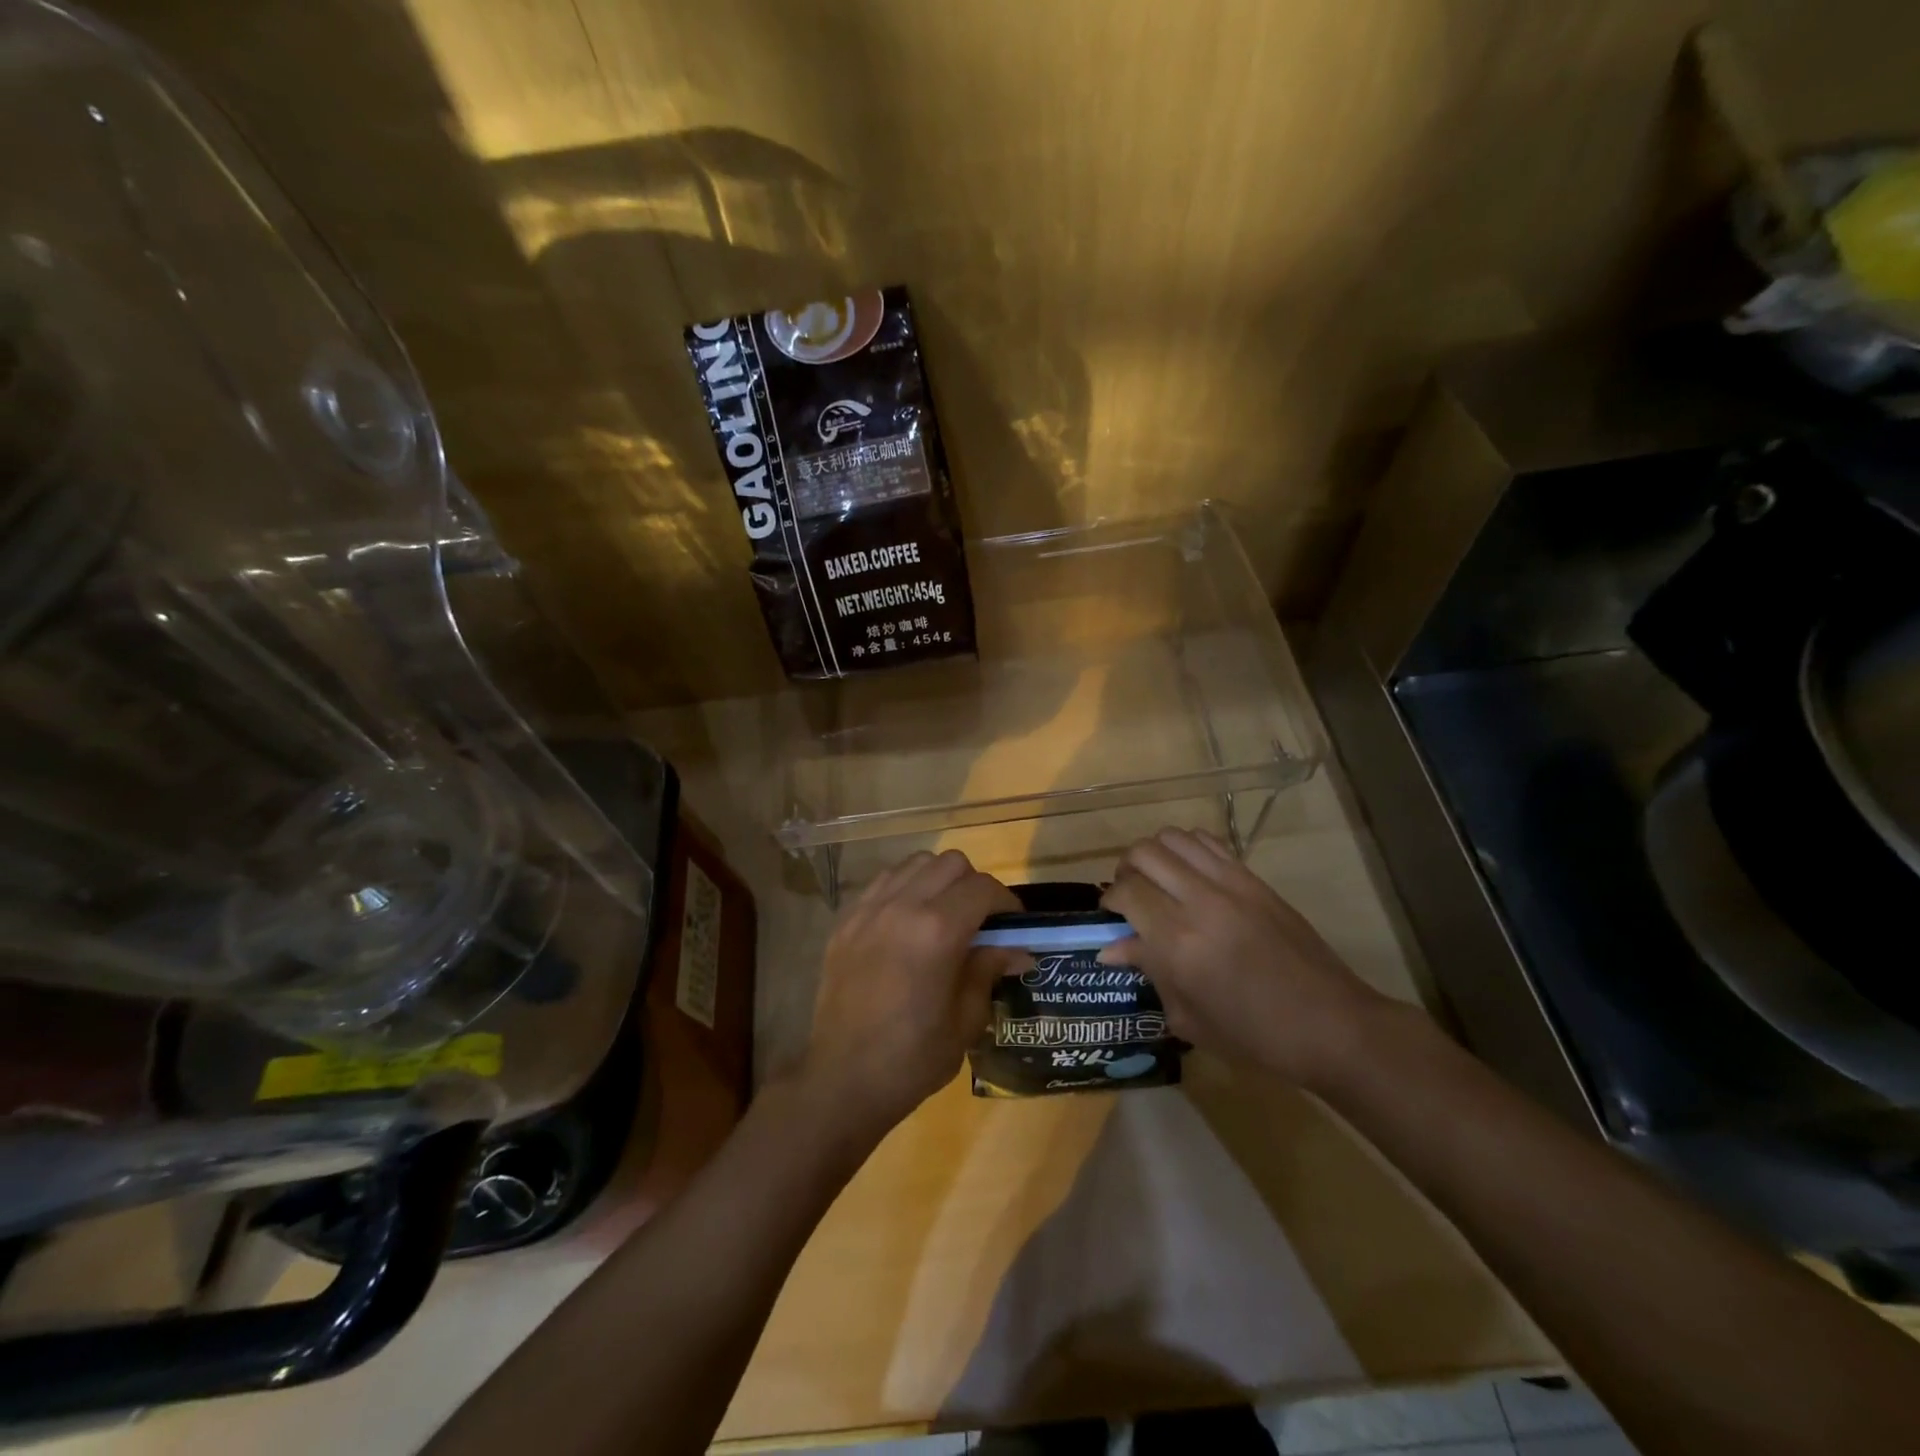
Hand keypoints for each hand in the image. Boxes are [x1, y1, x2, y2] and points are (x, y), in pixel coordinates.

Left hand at [798, 850, 1023, 1141]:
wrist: (842, 1080)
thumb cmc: (912, 1058)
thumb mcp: (965, 1020)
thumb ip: (988, 971)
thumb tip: (1018, 950)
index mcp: (937, 932)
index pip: (983, 888)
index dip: (1006, 901)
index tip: (1013, 923)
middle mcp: (902, 906)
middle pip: (951, 863)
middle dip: (973, 884)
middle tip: (980, 919)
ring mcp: (868, 910)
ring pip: (915, 864)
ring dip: (938, 880)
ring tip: (943, 914)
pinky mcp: (845, 921)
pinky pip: (883, 883)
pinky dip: (904, 888)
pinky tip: (908, 921)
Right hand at [1100, 828, 1389, 1086]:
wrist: (1331, 1025)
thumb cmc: (1254, 1036)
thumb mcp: (1190, 1018)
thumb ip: (1149, 972)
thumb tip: (1112, 947)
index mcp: (1179, 943)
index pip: (1127, 893)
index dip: (1109, 899)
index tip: (1110, 915)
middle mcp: (1200, 902)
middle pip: (1144, 853)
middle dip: (1126, 869)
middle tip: (1129, 893)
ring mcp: (1231, 884)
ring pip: (1174, 838)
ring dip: (1155, 854)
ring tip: (1157, 878)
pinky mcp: (1254, 879)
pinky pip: (1208, 843)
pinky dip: (1187, 849)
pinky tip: (1189, 875)